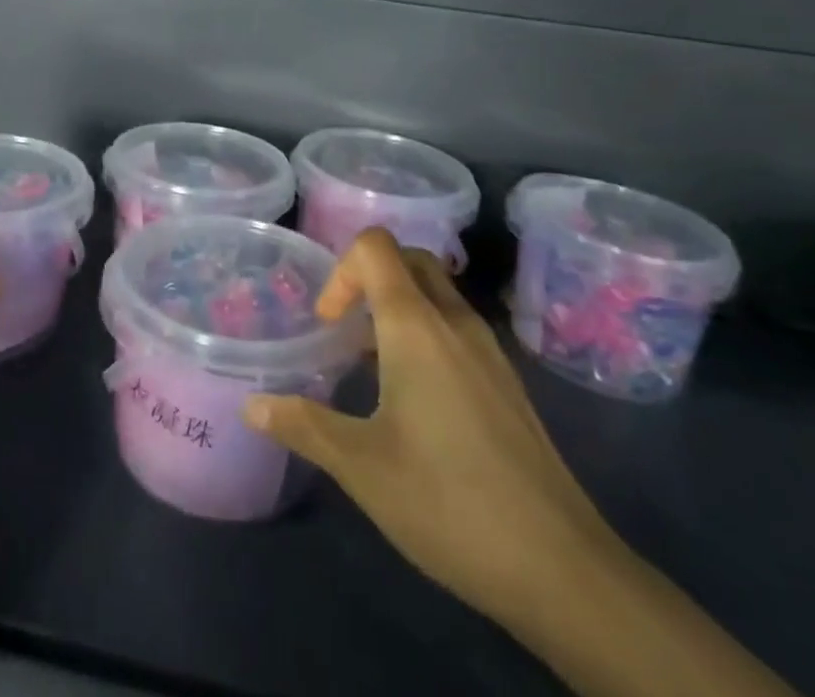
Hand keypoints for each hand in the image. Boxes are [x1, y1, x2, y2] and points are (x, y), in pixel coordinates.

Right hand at [245, 229, 617, 628]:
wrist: (562, 567)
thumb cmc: (449, 502)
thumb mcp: (361, 466)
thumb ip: (303, 426)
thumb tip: (251, 405)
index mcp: (417, 325)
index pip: (375, 246)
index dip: (341, 270)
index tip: (328, 324)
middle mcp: (455, 322)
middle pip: (409, 258)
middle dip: (369, 277)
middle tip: (345, 329)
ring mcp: (489, 350)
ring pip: (437, 293)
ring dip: (398, 307)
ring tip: (371, 366)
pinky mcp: (507, 383)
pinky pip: (457, 328)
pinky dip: (427, 335)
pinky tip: (416, 401)